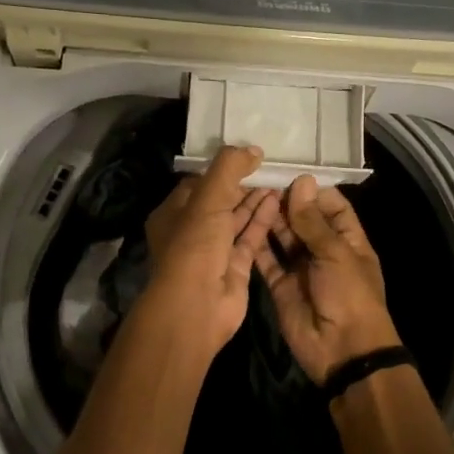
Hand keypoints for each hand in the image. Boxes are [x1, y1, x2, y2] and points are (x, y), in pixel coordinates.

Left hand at [138, 145, 280, 359]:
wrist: (197, 305)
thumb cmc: (194, 244)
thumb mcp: (208, 197)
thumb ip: (228, 168)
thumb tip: (253, 149)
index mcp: (173, 213)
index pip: (198, 184)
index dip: (222, 170)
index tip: (247, 156)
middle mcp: (191, 231)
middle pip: (220, 201)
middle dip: (243, 184)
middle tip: (270, 166)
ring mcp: (214, 251)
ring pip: (237, 219)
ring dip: (255, 200)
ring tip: (279, 179)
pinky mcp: (235, 267)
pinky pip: (250, 238)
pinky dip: (262, 220)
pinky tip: (278, 201)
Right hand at [253, 176, 402, 383]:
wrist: (342, 351)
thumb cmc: (349, 295)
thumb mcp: (335, 253)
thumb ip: (313, 220)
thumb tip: (302, 181)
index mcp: (348, 240)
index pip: (331, 205)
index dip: (312, 190)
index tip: (287, 171)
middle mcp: (323, 250)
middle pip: (303, 219)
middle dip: (285, 201)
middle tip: (258, 178)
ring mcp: (300, 268)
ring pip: (282, 237)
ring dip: (269, 218)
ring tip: (246, 194)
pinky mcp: (280, 285)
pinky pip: (266, 260)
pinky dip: (255, 243)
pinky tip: (239, 222)